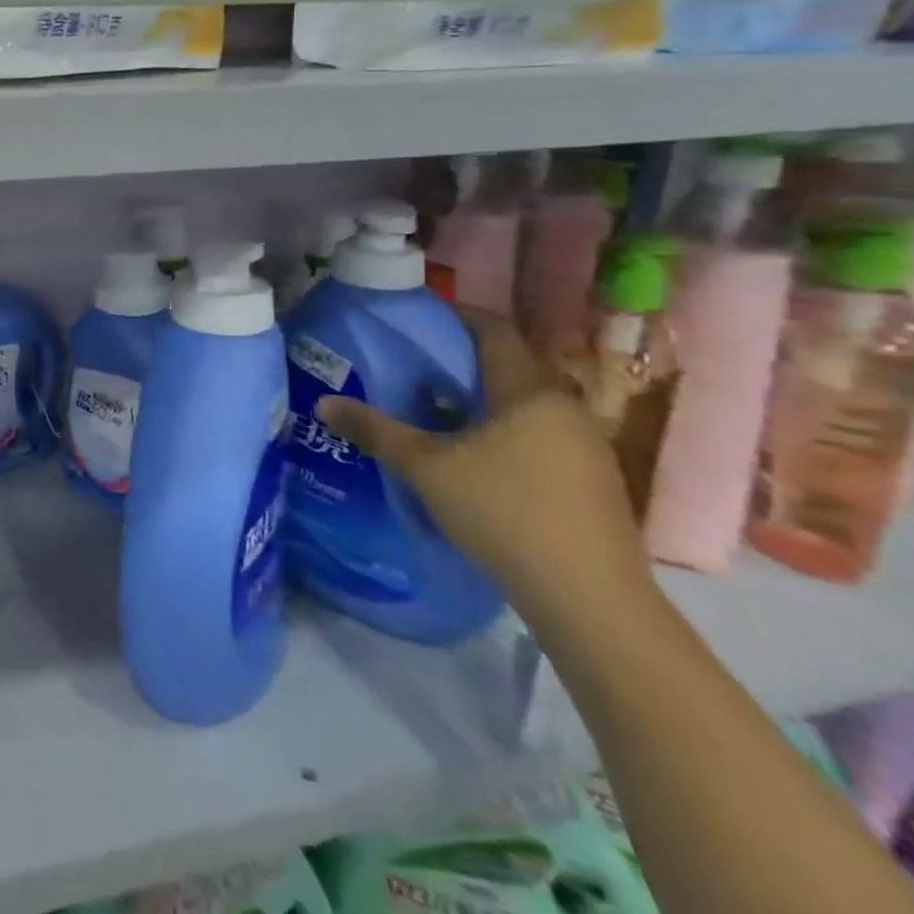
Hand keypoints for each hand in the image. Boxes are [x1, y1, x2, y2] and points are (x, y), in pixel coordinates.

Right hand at [314, 310, 656, 636]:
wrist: (589, 597)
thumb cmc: (504, 512)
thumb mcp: (426, 468)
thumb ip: (376, 431)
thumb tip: (324, 402)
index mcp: (529, 391)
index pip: (493, 329)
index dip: (454, 315)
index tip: (415, 318)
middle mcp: (563, 407)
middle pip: (508, 365)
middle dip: (460, 360)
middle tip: (411, 365)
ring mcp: (584, 445)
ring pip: (523, 403)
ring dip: (480, 398)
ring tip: (433, 409)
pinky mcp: (589, 480)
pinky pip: (537, 433)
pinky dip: (501, 428)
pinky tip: (471, 455)